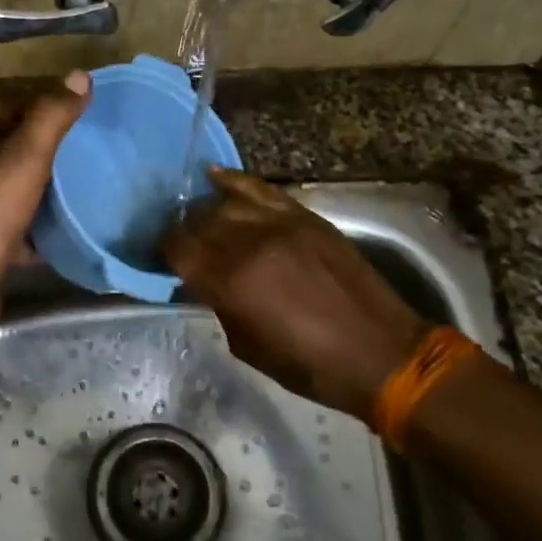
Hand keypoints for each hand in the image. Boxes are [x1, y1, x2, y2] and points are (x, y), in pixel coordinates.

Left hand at [0, 74, 90, 333]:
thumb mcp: (25, 158)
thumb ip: (52, 117)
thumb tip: (80, 75)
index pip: (8, 106)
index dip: (42, 105)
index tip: (79, 114)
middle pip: (10, 147)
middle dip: (45, 148)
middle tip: (87, 149)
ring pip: (13, 186)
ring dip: (42, 186)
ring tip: (82, 185)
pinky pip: (14, 224)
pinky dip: (37, 225)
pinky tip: (65, 229)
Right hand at [163, 168, 427, 420]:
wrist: (382, 354)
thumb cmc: (310, 365)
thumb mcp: (247, 346)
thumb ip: (219, 305)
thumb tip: (201, 284)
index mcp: (231, 283)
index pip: (178, 250)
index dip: (162, 252)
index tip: (160, 259)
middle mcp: (250, 244)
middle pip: (198, 221)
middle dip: (182, 231)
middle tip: (179, 243)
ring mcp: (280, 224)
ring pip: (225, 203)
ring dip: (205, 211)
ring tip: (198, 219)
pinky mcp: (305, 217)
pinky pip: (261, 189)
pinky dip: (234, 181)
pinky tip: (214, 175)